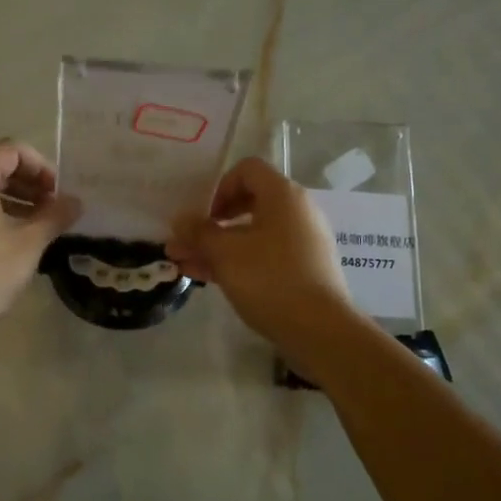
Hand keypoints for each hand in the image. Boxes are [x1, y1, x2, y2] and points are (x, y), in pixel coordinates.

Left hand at [0, 141, 81, 335]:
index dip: (42, 168)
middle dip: (28, 184)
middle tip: (51, 209)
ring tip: (34, 226)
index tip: (58, 194)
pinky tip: (7, 241)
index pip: (13, 150)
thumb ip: (55, 216)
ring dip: (11, 199)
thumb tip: (75, 201)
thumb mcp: (29, 243)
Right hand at [167, 157, 359, 356]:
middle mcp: (296, 212)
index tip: (203, 216)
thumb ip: (199, 233)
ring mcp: (301, 242)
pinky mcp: (302, 269)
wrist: (319, 329)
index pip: (247, 170)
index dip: (219, 187)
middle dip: (210, 224)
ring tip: (183, 265)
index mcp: (283, 196)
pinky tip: (206, 278)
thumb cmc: (270, 279)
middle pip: (247, 204)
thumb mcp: (225, 253)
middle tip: (184, 242)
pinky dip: (236, 261)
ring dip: (216, 247)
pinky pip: (263, 255)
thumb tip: (180, 219)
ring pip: (251, 235)